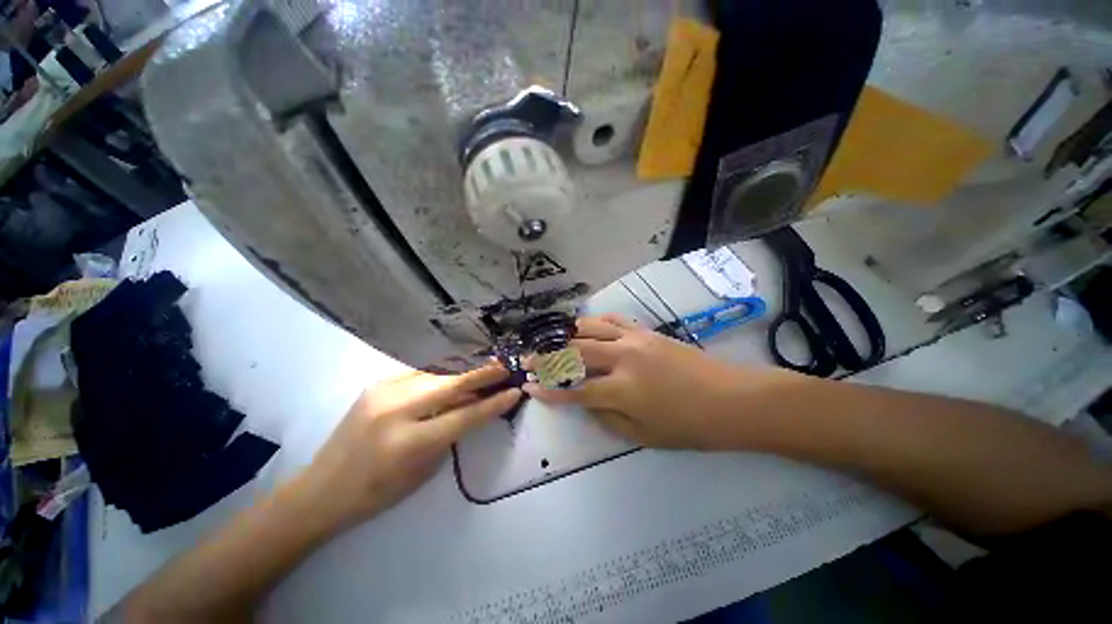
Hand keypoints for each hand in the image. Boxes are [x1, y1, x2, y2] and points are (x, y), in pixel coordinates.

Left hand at [298, 364, 519, 529]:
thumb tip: (472, 406)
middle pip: (452, 385)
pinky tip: (452, 378)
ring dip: (463, 375)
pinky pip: (419, 375)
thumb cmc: (378, 492)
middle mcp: (397, 410)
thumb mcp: (424, 470)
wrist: (322, 489)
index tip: (515, 392)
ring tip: (484, 373)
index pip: (464, 416)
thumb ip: (450, 434)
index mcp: (410, 442)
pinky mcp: (377, 385)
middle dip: (483, 375)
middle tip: (504, 369)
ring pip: (437, 375)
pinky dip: (441, 376)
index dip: (493, 403)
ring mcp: (383, 392)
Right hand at [525, 315, 748, 449]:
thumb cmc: (689, 426)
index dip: (548, 391)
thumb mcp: (643, 435)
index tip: (528, 387)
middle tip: (529, 359)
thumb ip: (607, 417)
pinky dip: (595, 322)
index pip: (574, 391)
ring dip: (567, 335)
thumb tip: (585, 401)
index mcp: (622, 391)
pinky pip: (614, 319)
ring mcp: (634, 340)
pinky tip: (587, 327)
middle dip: (547, 358)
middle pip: (574, 353)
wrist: (731, 399)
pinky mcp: (646, 330)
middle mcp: (622, 359)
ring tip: (553, 340)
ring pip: (590, 329)